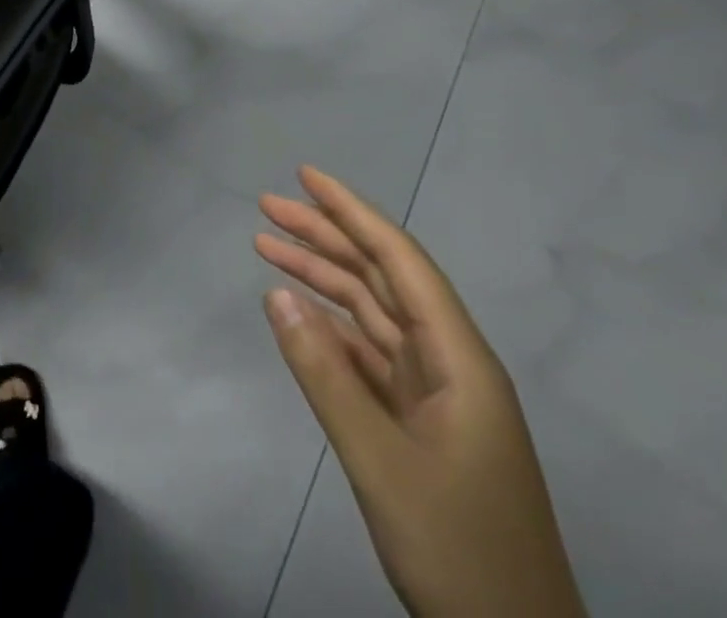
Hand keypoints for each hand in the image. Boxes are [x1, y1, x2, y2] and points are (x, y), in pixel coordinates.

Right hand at [257, 168, 584, 617]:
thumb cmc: (459, 550)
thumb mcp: (381, 462)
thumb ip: (325, 373)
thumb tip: (276, 294)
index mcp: (460, 359)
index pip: (399, 260)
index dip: (352, 212)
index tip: (305, 176)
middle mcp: (450, 363)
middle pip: (381, 279)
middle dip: (326, 236)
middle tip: (267, 207)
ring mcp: (437, 396)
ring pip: (371, 314)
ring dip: (322, 278)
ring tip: (267, 246)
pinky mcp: (421, 425)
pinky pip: (368, 355)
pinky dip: (331, 329)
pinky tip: (297, 313)